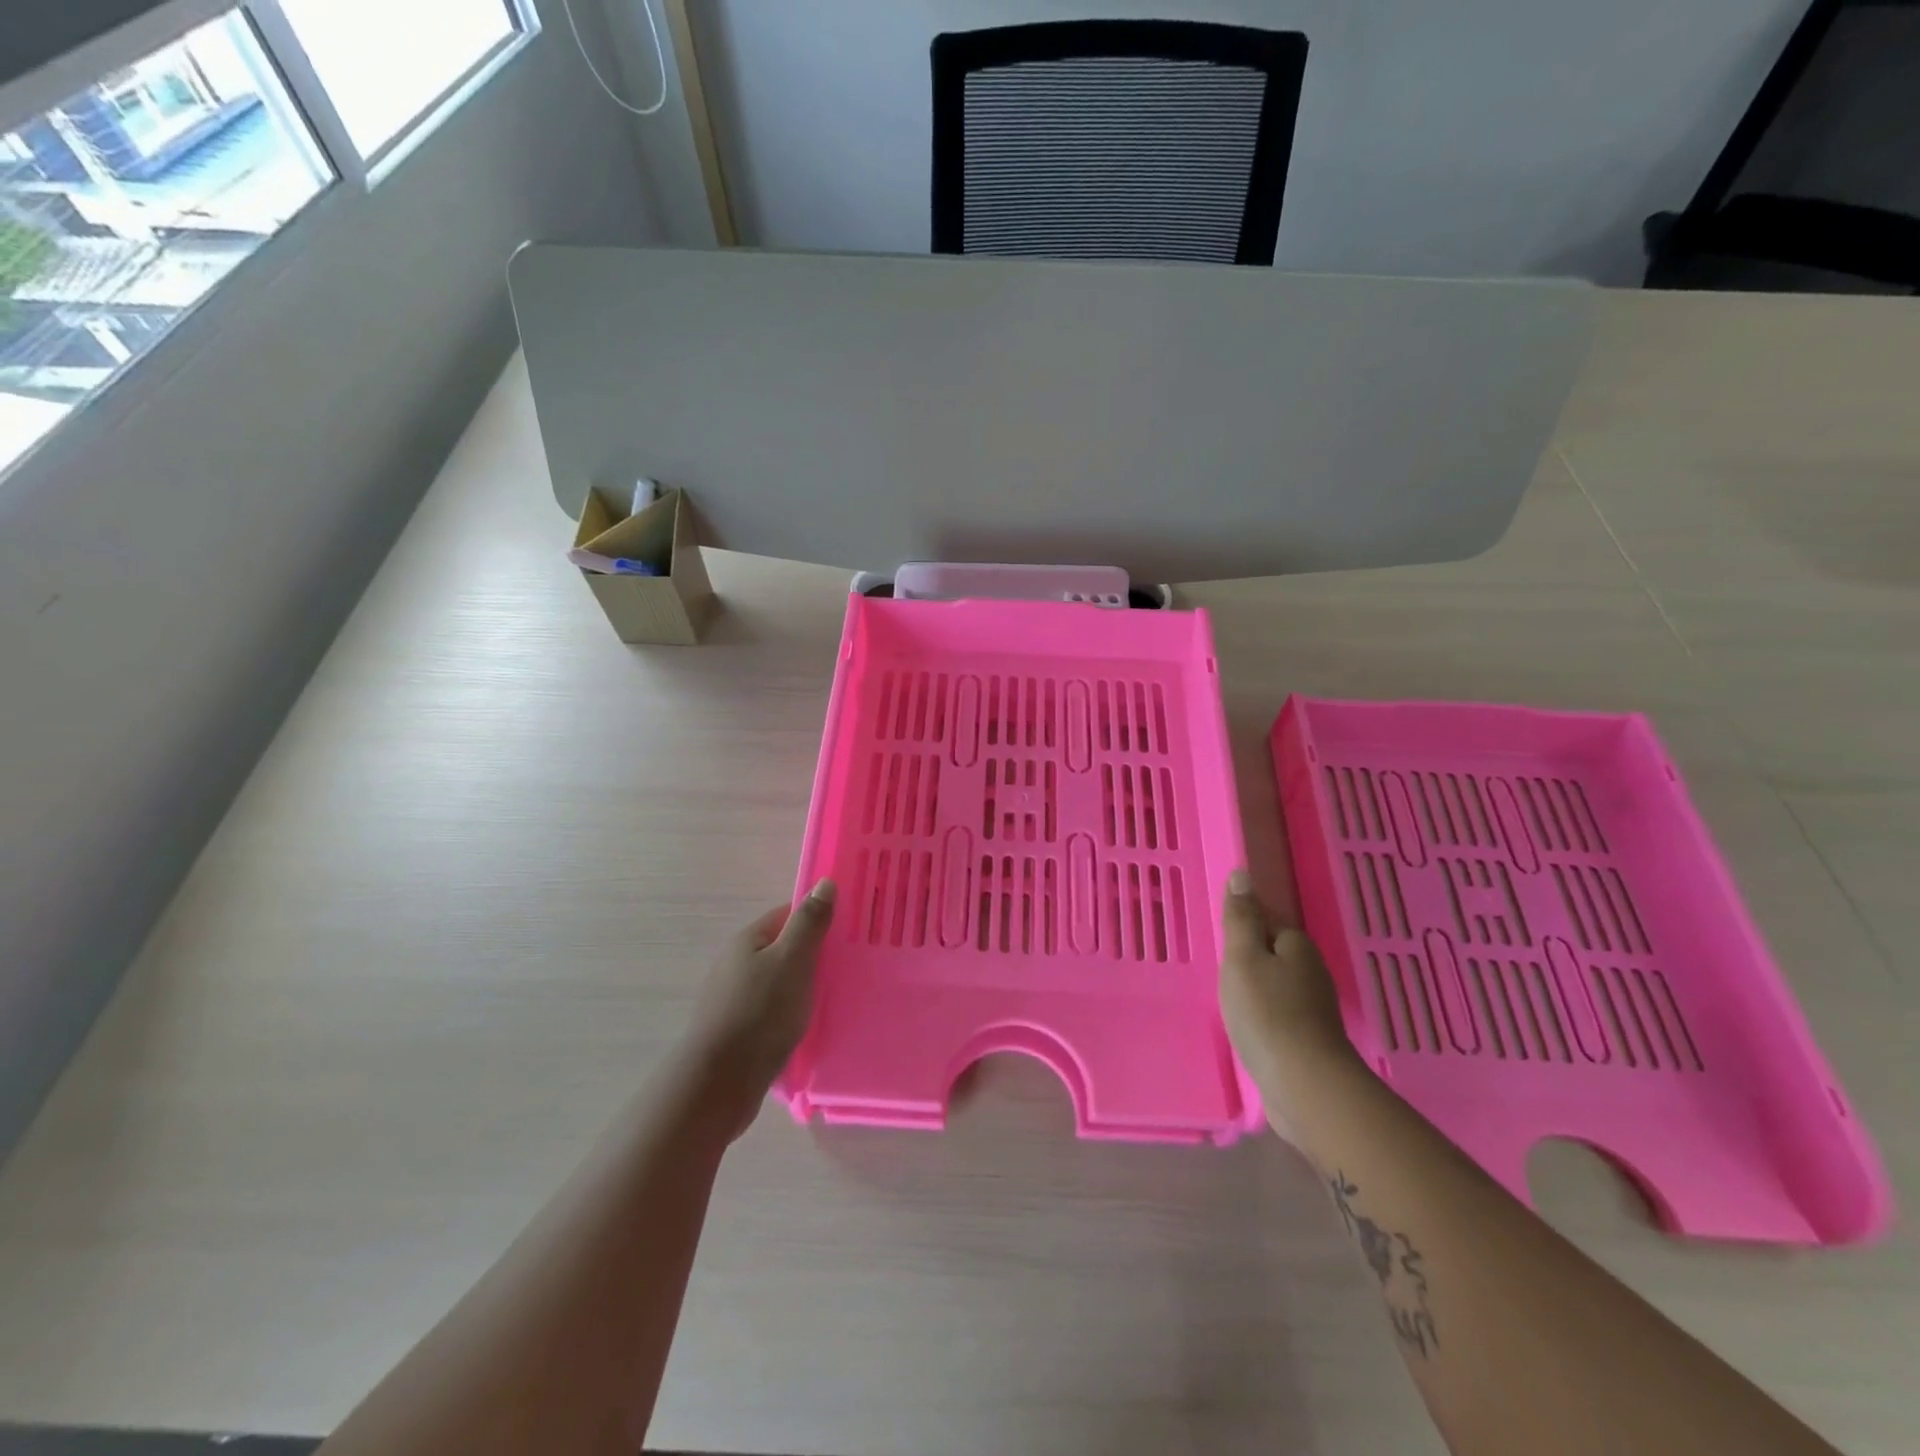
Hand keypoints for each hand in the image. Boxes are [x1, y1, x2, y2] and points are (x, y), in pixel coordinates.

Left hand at [684, 880, 835, 1138]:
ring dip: (805, 987)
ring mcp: (734, 997)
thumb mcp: (792, 961)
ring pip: (780, 981)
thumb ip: (809, 923)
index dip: (820, 919)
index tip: (850, 932)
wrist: (718, 1085)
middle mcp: (737, 963)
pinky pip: (773, 1010)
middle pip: (785, 948)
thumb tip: (824, 882)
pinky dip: (792, 1013)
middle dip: (816, 955)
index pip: (789, 915)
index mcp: (748, 940)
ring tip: (837, 997)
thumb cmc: (759, 1014)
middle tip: (851, 966)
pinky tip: (810, 1026)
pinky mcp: (738, 1029)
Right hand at [1218, 870, 1363, 1140]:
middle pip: (1273, 953)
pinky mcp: (1310, 1040)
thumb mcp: (1242, 958)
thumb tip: (1242, 874)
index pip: (1267, 921)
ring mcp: (1314, 1009)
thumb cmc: (1267, 1014)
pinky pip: (1279, 1014)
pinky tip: (1247, 1028)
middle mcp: (1311, 972)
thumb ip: (1240, 918)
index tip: (1219, 941)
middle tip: (1217, 969)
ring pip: (1277, 985)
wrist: (1305, 1086)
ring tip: (1227, 999)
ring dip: (1255, 988)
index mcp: (1296, 946)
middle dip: (1248, 958)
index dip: (1242, 927)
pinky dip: (1263, 1016)